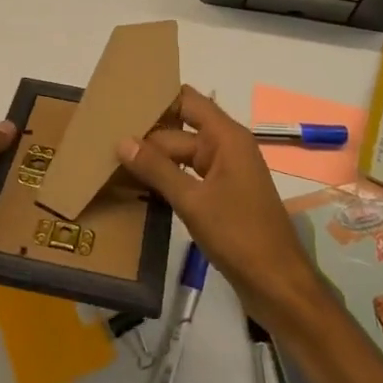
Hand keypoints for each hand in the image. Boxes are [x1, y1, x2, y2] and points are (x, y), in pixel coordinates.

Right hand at [118, 87, 328, 332]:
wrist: (277, 284)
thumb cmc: (239, 235)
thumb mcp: (193, 201)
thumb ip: (157, 169)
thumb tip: (122, 141)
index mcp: (226, 137)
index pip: (187, 101)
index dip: (158, 97)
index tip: (122, 101)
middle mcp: (226, 147)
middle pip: (179, 130)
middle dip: (147, 134)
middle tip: (104, 137)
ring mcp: (224, 172)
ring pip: (181, 155)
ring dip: (153, 159)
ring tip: (113, 159)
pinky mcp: (220, 195)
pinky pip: (188, 176)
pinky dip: (166, 178)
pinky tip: (138, 185)